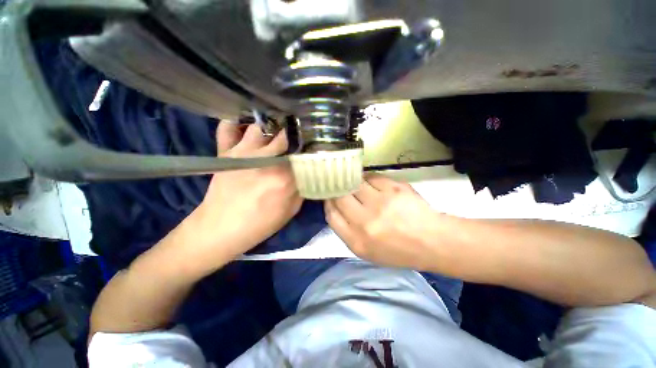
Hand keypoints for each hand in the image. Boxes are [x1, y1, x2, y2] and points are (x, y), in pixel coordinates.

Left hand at [183, 122, 301, 263]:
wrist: (221, 229)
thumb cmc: (260, 223)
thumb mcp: (291, 210)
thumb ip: (302, 188)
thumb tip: (306, 171)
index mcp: (284, 176)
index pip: (303, 153)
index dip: (308, 148)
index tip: (310, 149)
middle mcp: (266, 158)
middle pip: (285, 135)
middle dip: (292, 137)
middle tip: (293, 142)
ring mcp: (243, 152)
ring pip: (261, 127)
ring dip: (269, 131)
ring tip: (272, 137)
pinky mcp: (225, 152)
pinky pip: (227, 128)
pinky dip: (236, 125)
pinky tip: (245, 130)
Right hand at [325, 173, 442, 269]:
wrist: (431, 241)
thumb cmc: (397, 250)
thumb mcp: (367, 252)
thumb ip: (347, 231)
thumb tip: (336, 207)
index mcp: (357, 241)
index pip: (331, 215)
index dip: (328, 203)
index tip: (330, 197)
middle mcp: (365, 222)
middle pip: (339, 197)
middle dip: (337, 189)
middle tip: (340, 186)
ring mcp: (380, 203)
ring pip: (354, 183)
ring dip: (352, 182)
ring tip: (357, 183)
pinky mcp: (393, 189)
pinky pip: (372, 177)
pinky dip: (368, 178)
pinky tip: (372, 183)